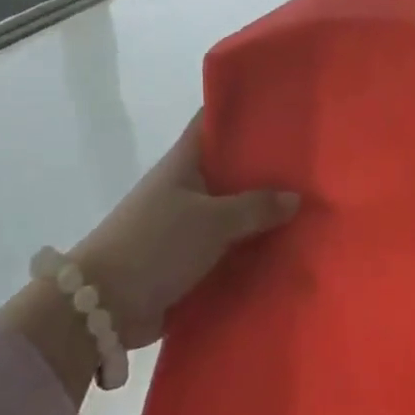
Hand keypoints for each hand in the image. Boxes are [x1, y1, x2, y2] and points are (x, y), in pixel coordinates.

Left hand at [71, 113, 297, 348]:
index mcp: (184, 162)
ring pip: (230, 211)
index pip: (213, 122)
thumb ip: (255, 207)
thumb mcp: (211, 222)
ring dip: (260, 215)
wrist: (103, 305)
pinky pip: (225, 248)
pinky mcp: (185, 260)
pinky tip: (285, 253)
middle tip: (311, 167)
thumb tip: (294, 196)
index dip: (243, 113)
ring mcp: (184, 224)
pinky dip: (248, 250)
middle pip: (229, 168)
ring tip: (310, 211)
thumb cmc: (156, 244)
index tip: (281, 109)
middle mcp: (185, 186)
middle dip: (264, 169)